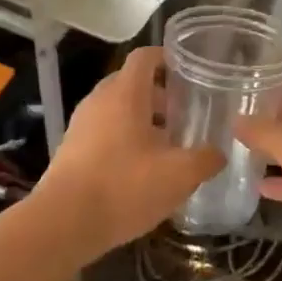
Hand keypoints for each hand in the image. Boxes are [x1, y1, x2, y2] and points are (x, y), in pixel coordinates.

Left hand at [32, 46, 222, 260]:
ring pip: (117, 108)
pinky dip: (123, 138)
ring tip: (166, 145)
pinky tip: (140, 169)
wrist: (62, 224)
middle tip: (184, 114)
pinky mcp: (71, 149)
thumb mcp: (178, 175)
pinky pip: (103, 131)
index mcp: (126, 92)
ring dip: (141, 119)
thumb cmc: (124, 187)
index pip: (145, 56)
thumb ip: (205, 159)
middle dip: (159, 94)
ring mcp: (81, 124)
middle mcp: (100, 99)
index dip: (167, 58)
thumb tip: (219, 152)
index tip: (189, 72)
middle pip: (131, 82)